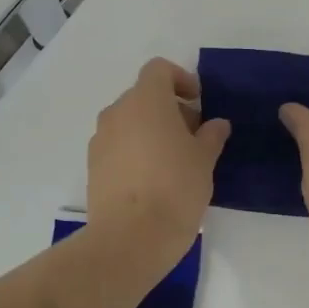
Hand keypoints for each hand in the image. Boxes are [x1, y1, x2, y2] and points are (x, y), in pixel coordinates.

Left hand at [86, 58, 229, 271]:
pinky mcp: (93, 166)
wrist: (130, 238)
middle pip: (143, 96)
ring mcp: (100, 139)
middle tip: (193, 136)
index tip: (198, 102)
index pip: (158, 69)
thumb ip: (211, 135)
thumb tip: (215, 124)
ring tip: (174, 160)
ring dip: (151, 130)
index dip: (180, 79)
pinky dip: (135, 151)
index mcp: (146, 100)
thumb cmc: (175, 188)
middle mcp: (117, 112)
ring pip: (129, 122)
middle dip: (169, 109)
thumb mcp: (204, 160)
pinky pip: (117, 145)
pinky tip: (153, 179)